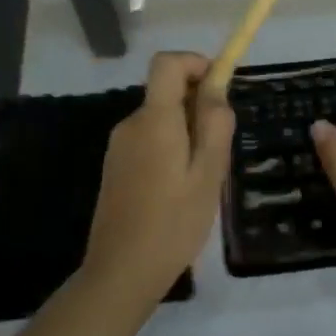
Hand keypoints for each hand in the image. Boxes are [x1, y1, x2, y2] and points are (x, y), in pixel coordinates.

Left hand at [83, 52, 235, 307]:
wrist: (120, 273)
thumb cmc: (173, 222)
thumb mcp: (209, 172)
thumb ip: (215, 123)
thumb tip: (216, 86)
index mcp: (154, 120)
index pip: (166, 62)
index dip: (195, 63)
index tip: (219, 88)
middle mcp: (132, 124)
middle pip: (167, 91)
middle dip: (198, 106)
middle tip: (219, 148)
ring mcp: (119, 146)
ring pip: (161, 118)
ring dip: (186, 131)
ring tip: (202, 176)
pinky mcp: (116, 167)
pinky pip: (149, 139)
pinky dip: (170, 148)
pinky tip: (180, 189)